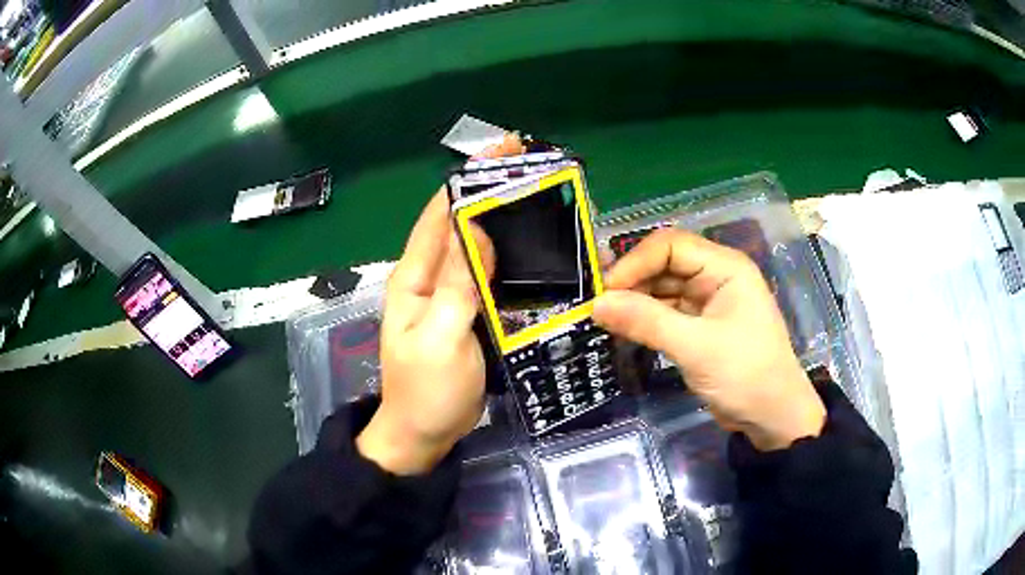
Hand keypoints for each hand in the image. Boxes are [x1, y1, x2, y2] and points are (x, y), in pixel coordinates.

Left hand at [356, 134, 524, 474]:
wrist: (425, 434)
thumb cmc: (426, 390)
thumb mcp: (440, 337)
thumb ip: (457, 284)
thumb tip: (475, 227)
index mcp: (414, 277)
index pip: (439, 215)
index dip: (467, 180)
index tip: (500, 152)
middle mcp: (431, 277)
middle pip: (460, 225)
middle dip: (490, 193)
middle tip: (532, 170)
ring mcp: (451, 295)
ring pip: (477, 248)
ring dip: (502, 221)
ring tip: (540, 199)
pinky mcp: (469, 312)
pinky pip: (489, 275)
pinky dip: (508, 256)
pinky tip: (535, 249)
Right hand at [592, 229, 825, 450]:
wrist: (772, 416)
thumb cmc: (744, 374)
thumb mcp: (695, 347)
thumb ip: (647, 322)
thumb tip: (596, 304)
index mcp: (724, 267)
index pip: (670, 246)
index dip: (635, 262)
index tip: (605, 292)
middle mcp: (715, 276)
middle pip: (664, 264)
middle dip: (632, 282)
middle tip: (598, 307)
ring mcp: (708, 301)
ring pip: (662, 289)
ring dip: (635, 302)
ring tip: (603, 319)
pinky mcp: (700, 326)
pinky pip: (666, 312)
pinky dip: (645, 320)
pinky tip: (623, 330)